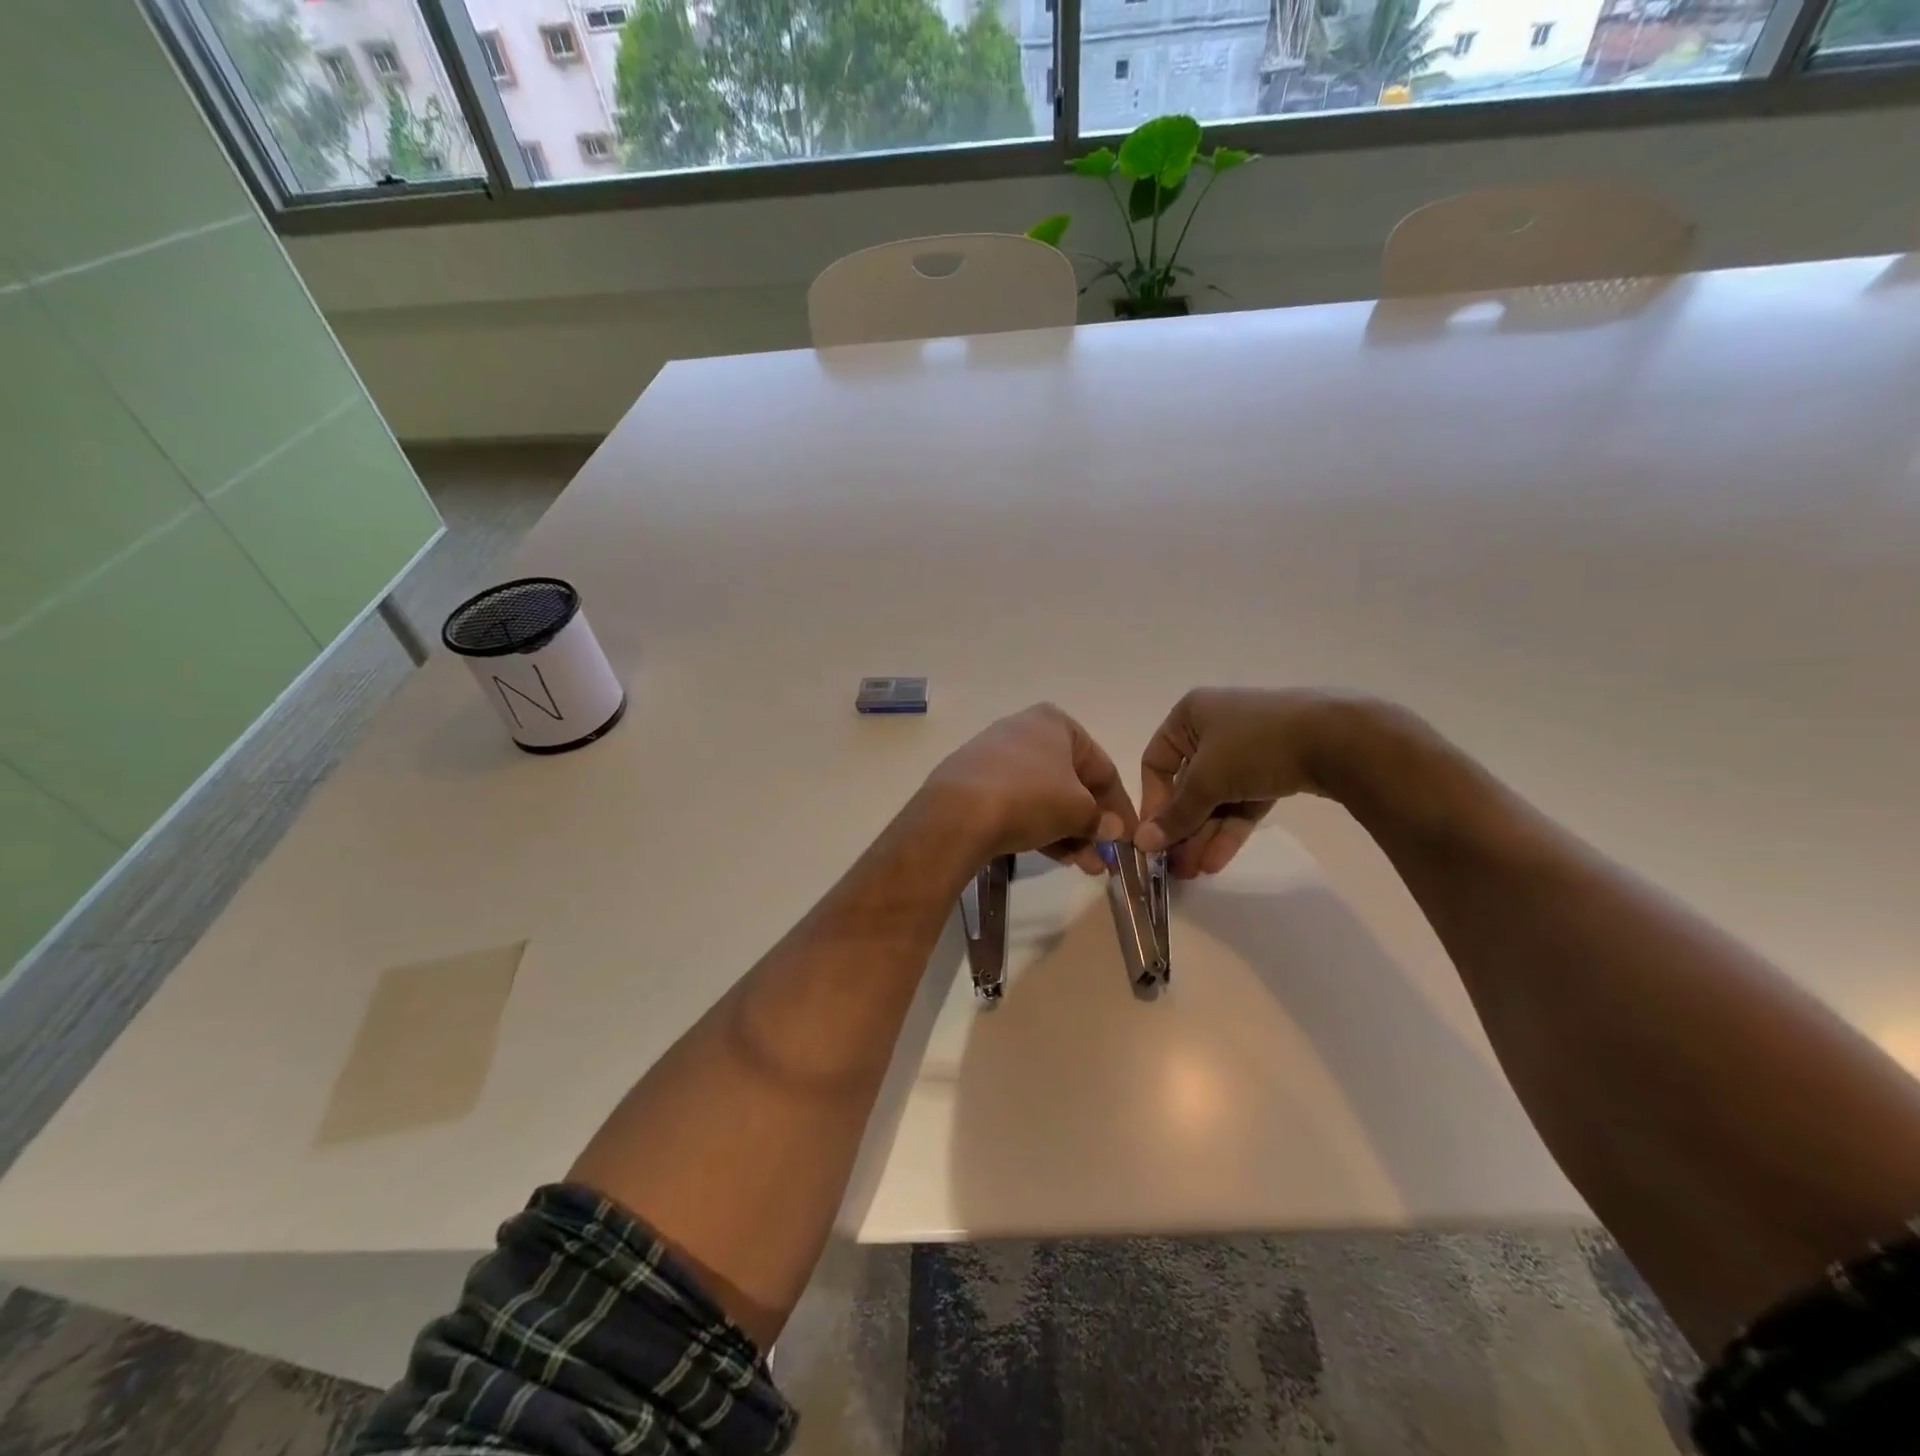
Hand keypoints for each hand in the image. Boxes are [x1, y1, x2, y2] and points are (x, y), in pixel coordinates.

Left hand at [920, 704, 1136, 874]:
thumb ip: (1100, 819)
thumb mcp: (1077, 810)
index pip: (1102, 767)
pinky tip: (1052, 856)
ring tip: (1083, 867)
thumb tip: (1112, 830)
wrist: (957, 814)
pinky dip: (1037, 827)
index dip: (1119, 806)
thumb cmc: (1030, 798)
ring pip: (1044, 797)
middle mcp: (1024, 730)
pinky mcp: (973, 782)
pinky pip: (1016, 804)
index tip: (1129, 837)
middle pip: (1071, 783)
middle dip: (1090, 825)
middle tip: (1104, 859)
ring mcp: (994, 756)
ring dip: (1067, 832)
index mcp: (1055, 723)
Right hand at [1135, 688, 1364, 877]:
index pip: (1156, 763)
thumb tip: (1142, 844)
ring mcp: (1248, 748)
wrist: (1338, 738)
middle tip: (1175, 866)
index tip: (1153, 837)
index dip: (1152, 801)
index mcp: (1190, 715)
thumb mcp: (1207, 780)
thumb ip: (1175, 814)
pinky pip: (1243, 801)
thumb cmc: (1255, 745)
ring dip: (1204, 834)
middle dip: (1182, 827)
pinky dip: (1230, 828)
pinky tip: (1217, 861)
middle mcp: (1215, 727)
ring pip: (1217, 797)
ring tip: (1195, 872)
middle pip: (1188, 785)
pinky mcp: (1275, 768)